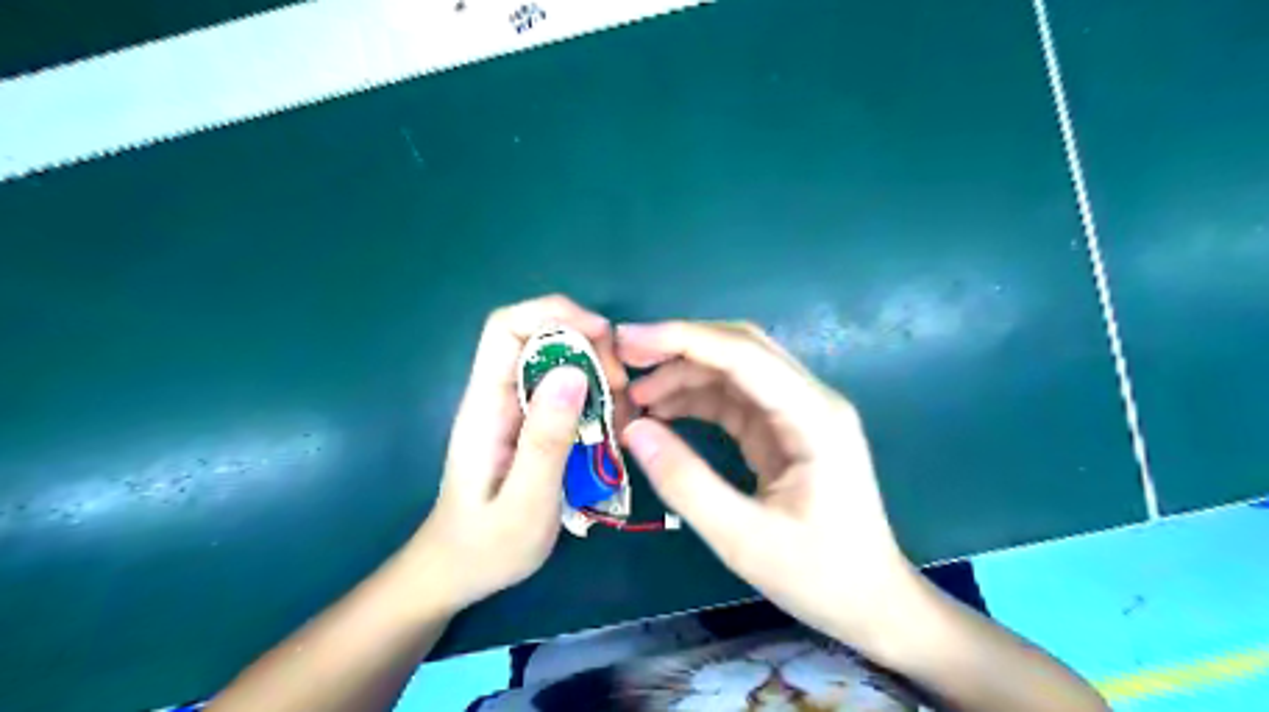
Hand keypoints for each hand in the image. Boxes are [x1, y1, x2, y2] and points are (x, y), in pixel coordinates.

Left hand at [407, 295, 623, 612]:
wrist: (458, 573)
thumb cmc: (487, 546)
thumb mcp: (525, 502)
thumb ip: (546, 439)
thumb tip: (573, 371)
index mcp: (486, 405)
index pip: (507, 327)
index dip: (555, 314)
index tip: (603, 336)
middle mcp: (498, 396)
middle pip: (541, 336)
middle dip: (589, 346)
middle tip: (621, 387)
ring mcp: (513, 409)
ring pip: (559, 363)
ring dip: (597, 375)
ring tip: (621, 414)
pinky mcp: (529, 425)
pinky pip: (566, 392)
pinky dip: (595, 399)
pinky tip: (611, 427)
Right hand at [618, 319, 923, 651]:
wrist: (870, 603)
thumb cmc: (818, 575)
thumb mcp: (743, 539)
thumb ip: (685, 482)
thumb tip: (633, 429)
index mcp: (814, 417)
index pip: (743, 353)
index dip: (682, 339)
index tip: (627, 341)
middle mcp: (810, 400)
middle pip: (740, 348)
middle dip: (680, 347)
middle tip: (625, 360)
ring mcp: (798, 413)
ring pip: (734, 370)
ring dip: (684, 374)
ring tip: (635, 398)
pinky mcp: (784, 430)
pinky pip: (735, 399)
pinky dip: (697, 399)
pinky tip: (663, 414)